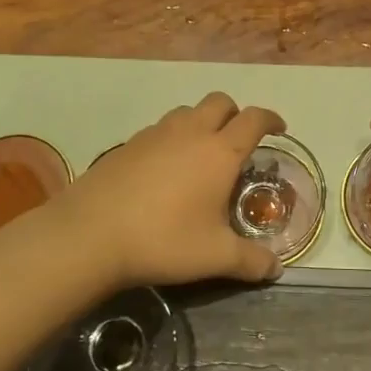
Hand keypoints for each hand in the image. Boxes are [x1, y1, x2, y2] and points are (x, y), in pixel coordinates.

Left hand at [55, 93, 284, 291]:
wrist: (91, 233)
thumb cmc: (163, 240)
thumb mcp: (215, 257)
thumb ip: (251, 261)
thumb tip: (276, 269)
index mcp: (219, 152)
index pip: (253, 119)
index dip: (270, 119)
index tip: (279, 129)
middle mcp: (189, 132)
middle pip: (220, 102)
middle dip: (235, 114)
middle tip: (239, 141)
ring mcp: (155, 134)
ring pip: (187, 111)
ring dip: (201, 122)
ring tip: (201, 154)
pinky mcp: (128, 144)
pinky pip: (160, 129)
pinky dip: (172, 138)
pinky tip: (165, 169)